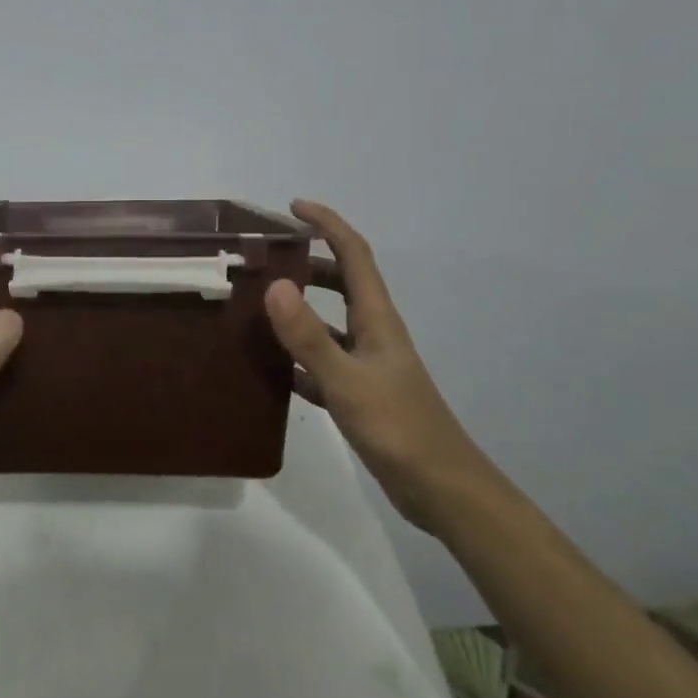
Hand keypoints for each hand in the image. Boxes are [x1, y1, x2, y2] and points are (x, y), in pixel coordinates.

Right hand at [266, 199, 494, 533]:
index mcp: (376, 318)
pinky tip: (269, 366)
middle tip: (264, 257)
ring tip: (256, 304)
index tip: (292, 207)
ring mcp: (367, 363)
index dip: (327, 224)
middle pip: (340, 282)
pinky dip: (297, 355)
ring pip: (328, 322)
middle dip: (306, 261)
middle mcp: (372, 332)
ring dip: (298, 307)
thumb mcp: (347, 381)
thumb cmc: (399, 428)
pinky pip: (322, 361)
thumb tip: (275, 285)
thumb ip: (309, 336)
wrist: (441, 490)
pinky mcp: (360, 392)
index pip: (353, 254)